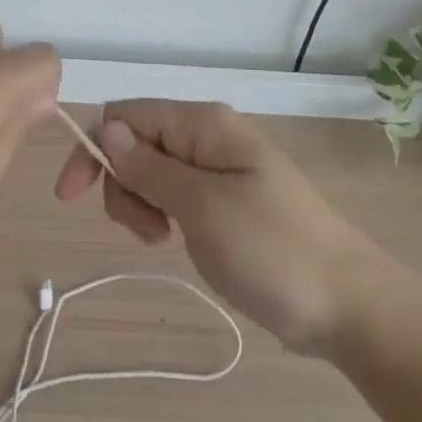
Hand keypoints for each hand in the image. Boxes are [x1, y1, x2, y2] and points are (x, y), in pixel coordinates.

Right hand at [55, 100, 391, 355]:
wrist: (348, 305)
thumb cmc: (272, 251)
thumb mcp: (202, 207)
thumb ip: (149, 167)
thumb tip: (107, 130)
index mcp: (203, 124)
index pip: (125, 116)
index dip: (93, 149)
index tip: (73, 199)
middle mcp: (208, 136)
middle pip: (135, 142)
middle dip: (122, 183)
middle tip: (147, 230)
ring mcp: (219, 168)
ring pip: (151, 170)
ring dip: (140, 203)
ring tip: (162, 240)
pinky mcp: (226, 199)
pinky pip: (175, 192)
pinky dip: (162, 213)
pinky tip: (175, 239)